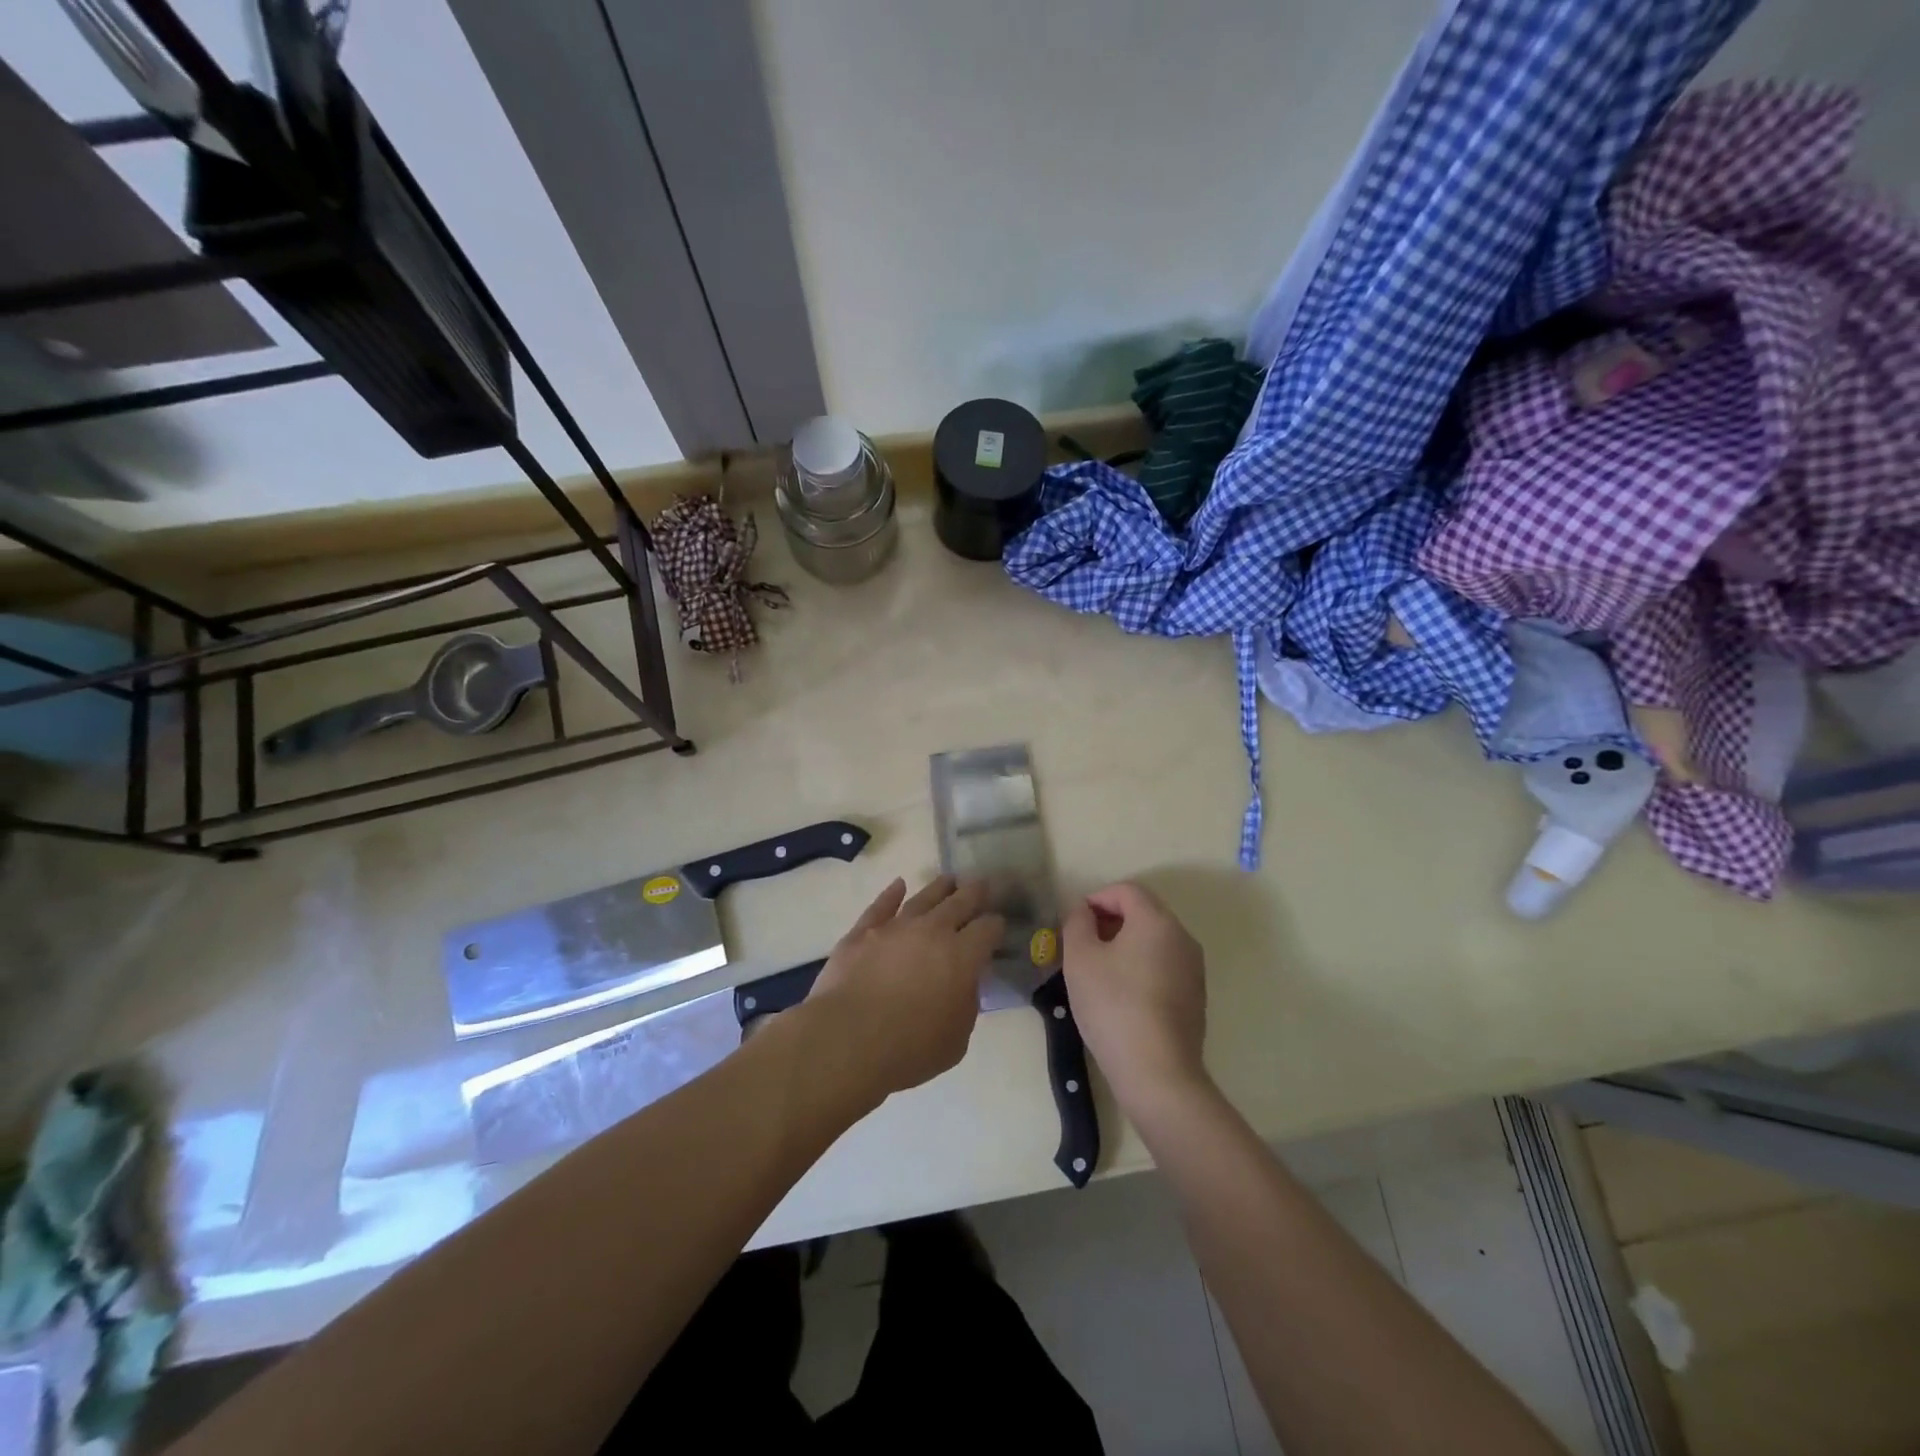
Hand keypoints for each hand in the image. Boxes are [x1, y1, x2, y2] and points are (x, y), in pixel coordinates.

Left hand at [804, 876, 1002, 1099]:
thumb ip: (965, 1004)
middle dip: (974, 893)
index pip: (987, 929)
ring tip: (949, 879)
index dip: (995, 926)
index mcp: (962, 956)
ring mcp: (895, 927)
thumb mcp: (957, 1038)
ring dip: (939, 888)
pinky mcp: (862, 932)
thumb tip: (962, 985)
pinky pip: (881, 906)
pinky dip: (891, 894)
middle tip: (982, 883)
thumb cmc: (910, 1048)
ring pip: (923, 898)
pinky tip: (898, 885)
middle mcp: (932, 931)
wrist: (848, 1039)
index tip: (997, 925)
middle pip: (959, 903)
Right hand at [1062, 882, 1209, 1111]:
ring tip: (1097, 970)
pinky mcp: (1195, 997)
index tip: (1074, 923)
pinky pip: (1163, 965)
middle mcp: (1182, 937)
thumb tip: (1083, 911)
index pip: (1126, 890)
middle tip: (1081, 944)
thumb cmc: (1113, 1006)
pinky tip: (1121, 995)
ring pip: (1154, 940)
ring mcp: (1193, 968)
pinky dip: (1141, 966)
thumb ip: (1076, 923)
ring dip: (1124, 944)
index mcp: (1157, 921)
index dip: (1096, 898)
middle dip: (1109, 920)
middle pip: (1143, 912)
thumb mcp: (1080, 958)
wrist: (1158, 1072)